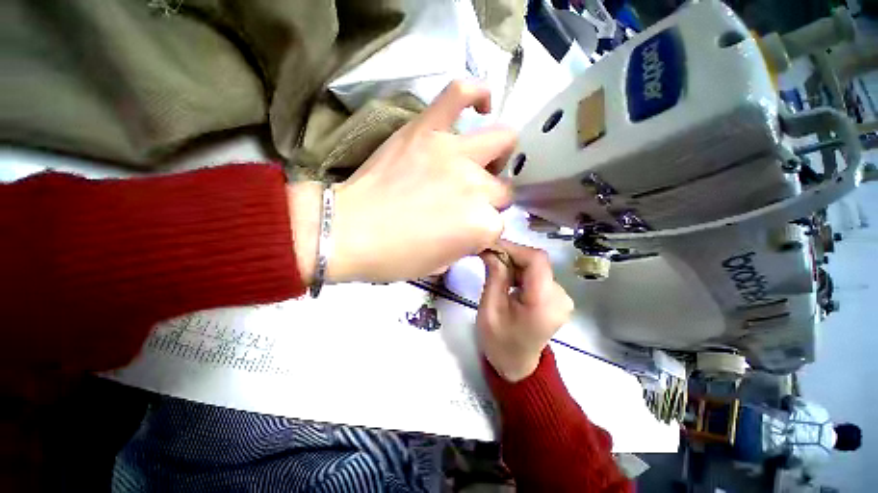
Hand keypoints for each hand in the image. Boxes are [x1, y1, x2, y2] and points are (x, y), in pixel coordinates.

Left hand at [290, 80, 515, 283]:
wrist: (347, 232)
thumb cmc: (393, 257)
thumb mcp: (440, 264)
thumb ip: (467, 245)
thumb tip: (474, 230)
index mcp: (479, 225)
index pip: (497, 225)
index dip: (481, 231)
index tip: (465, 233)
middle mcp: (475, 186)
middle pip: (501, 189)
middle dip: (488, 200)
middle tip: (466, 202)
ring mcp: (452, 152)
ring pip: (500, 142)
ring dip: (495, 157)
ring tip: (478, 163)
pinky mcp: (426, 130)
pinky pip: (459, 94)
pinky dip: (475, 94)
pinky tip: (481, 105)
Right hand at [477, 240, 574, 381]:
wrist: (517, 365)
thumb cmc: (499, 342)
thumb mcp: (490, 309)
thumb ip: (494, 276)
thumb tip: (490, 249)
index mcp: (543, 303)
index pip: (536, 260)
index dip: (513, 248)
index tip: (491, 246)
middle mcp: (560, 297)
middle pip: (537, 262)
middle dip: (511, 256)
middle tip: (488, 258)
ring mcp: (562, 297)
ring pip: (537, 267)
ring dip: (515, 264)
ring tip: (496, 271)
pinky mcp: (558, 298)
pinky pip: (539, 275)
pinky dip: (522, 272)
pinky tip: (509, 281)